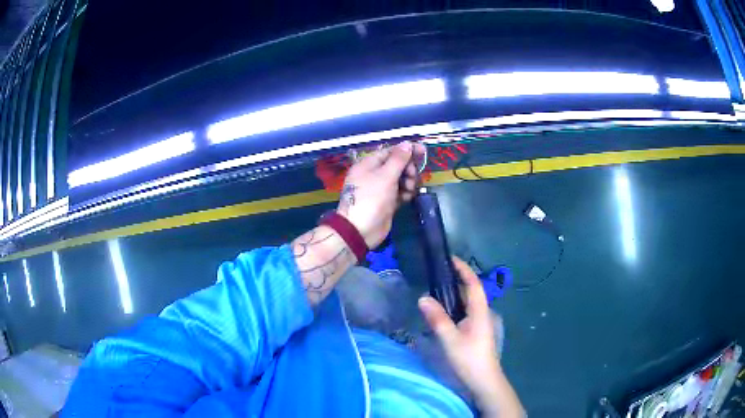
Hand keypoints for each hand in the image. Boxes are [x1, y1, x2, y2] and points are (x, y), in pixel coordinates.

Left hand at [338, 141, 424, 247]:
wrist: (360, 230)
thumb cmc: (371, 198)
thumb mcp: (385, 176)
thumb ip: (398, 159)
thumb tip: (408, 143)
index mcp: (369, 164)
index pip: (391, 151)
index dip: (407, 150)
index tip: (423, 151)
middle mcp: (373, 174)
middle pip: (397, 165)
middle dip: (408, 169)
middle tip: (411, 177)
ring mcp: (380, 189)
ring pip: (400, 179)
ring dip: (408, 182)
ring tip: (408, 190)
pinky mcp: (386, 202)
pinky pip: (399, 192)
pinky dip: (405, 193)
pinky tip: (407, 198)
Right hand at [419, 257, 523, 417]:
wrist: (484, 380)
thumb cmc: (469, 358)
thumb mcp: (450, 339)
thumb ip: (437, 318)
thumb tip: (423, 297)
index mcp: (480, 311)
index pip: (473, 283)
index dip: (463, 269)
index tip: (449, 258)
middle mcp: (482, 313)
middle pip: (471, 290)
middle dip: (456, 278)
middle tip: (436, 271)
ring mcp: (480, 322)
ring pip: (467, 302)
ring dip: (454, 292)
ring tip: (435, 286)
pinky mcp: (475, 331)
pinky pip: (465, 311)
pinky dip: (454, 305)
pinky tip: (442, 309)